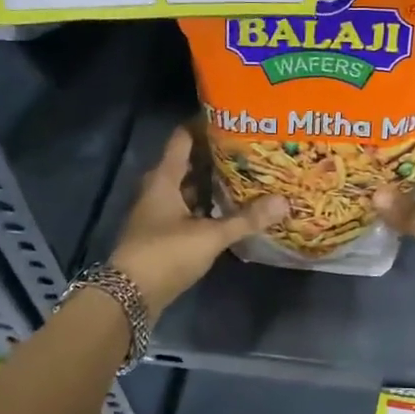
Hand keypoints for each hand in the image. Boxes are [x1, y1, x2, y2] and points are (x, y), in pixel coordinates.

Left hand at [109, 127, 287, 312]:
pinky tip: (227, 209)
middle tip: (245, 148)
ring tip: (243, 174)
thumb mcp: (210, 235)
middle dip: (213, 155)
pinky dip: (205, 206)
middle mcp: (157, 190)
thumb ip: (246, 219)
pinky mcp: (161, 234)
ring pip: (186, 188)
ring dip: (209, 183)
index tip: (230, 117)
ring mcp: (157, 213)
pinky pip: (186, 209)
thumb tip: (284, 201)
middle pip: (186, 163)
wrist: (130, 296)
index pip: (182, 138)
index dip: (202, 125)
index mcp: (164, 179)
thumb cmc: (166, 253)